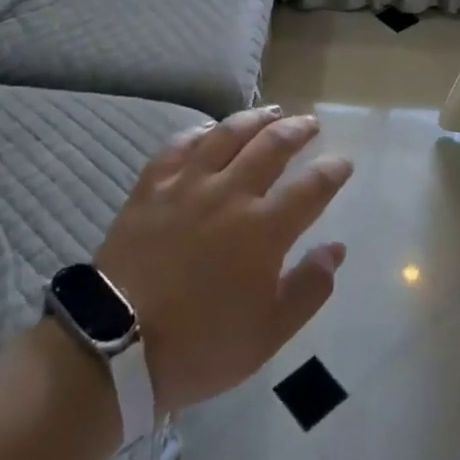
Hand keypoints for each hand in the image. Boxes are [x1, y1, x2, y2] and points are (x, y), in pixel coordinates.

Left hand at [95, 106, 352, 415]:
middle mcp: (230, 193)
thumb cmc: (201, 345)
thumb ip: (309, 288)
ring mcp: (187, 185)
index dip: (332, 170)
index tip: (343, 161)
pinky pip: (179, 145)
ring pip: (227, 135)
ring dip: (255, 119)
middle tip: (311, 124)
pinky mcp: (151, 187)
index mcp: (264, 229)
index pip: (311, 186)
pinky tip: (210, 129)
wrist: (116, 346)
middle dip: (298, 130)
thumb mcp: (269, 333)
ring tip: (272, 112)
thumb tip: (336, 248)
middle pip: (272, 145)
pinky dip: (200, 132)